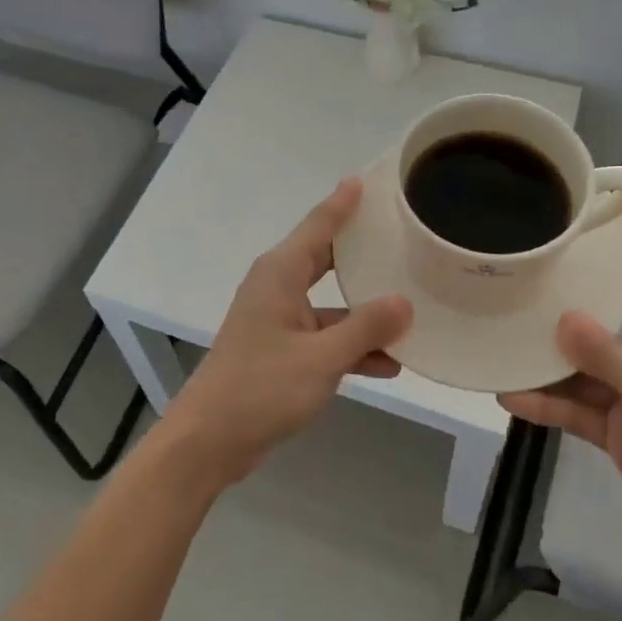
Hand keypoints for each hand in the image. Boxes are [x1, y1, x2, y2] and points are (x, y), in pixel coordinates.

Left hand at [160, 179, 412, 488]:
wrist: (209, 441)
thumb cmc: (261, 388)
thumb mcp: (322, 358)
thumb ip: (365, 328)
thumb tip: (404, 303)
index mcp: (281, 273)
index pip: (319, 225)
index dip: (343, 202)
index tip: (367, 179)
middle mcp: (278, 287)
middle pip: (327, 259)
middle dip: (362, 251)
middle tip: (401, 235)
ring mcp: (279, 320)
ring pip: (331, 304)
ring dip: (365, 314)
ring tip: (413, 310)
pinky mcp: (281, 351)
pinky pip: (324, 338)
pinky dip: (351, 347)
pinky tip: (389, 364)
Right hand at [501, 208, 621, 572]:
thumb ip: (610, 357)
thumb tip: (563, 317)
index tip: (612, 208)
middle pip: (612, 318)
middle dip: (572, 302)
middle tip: (526, 277)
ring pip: (587, 367)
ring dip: (550, 362)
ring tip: (502, 341)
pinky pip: (579, 408)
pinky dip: (549, 404)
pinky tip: (511, 396)